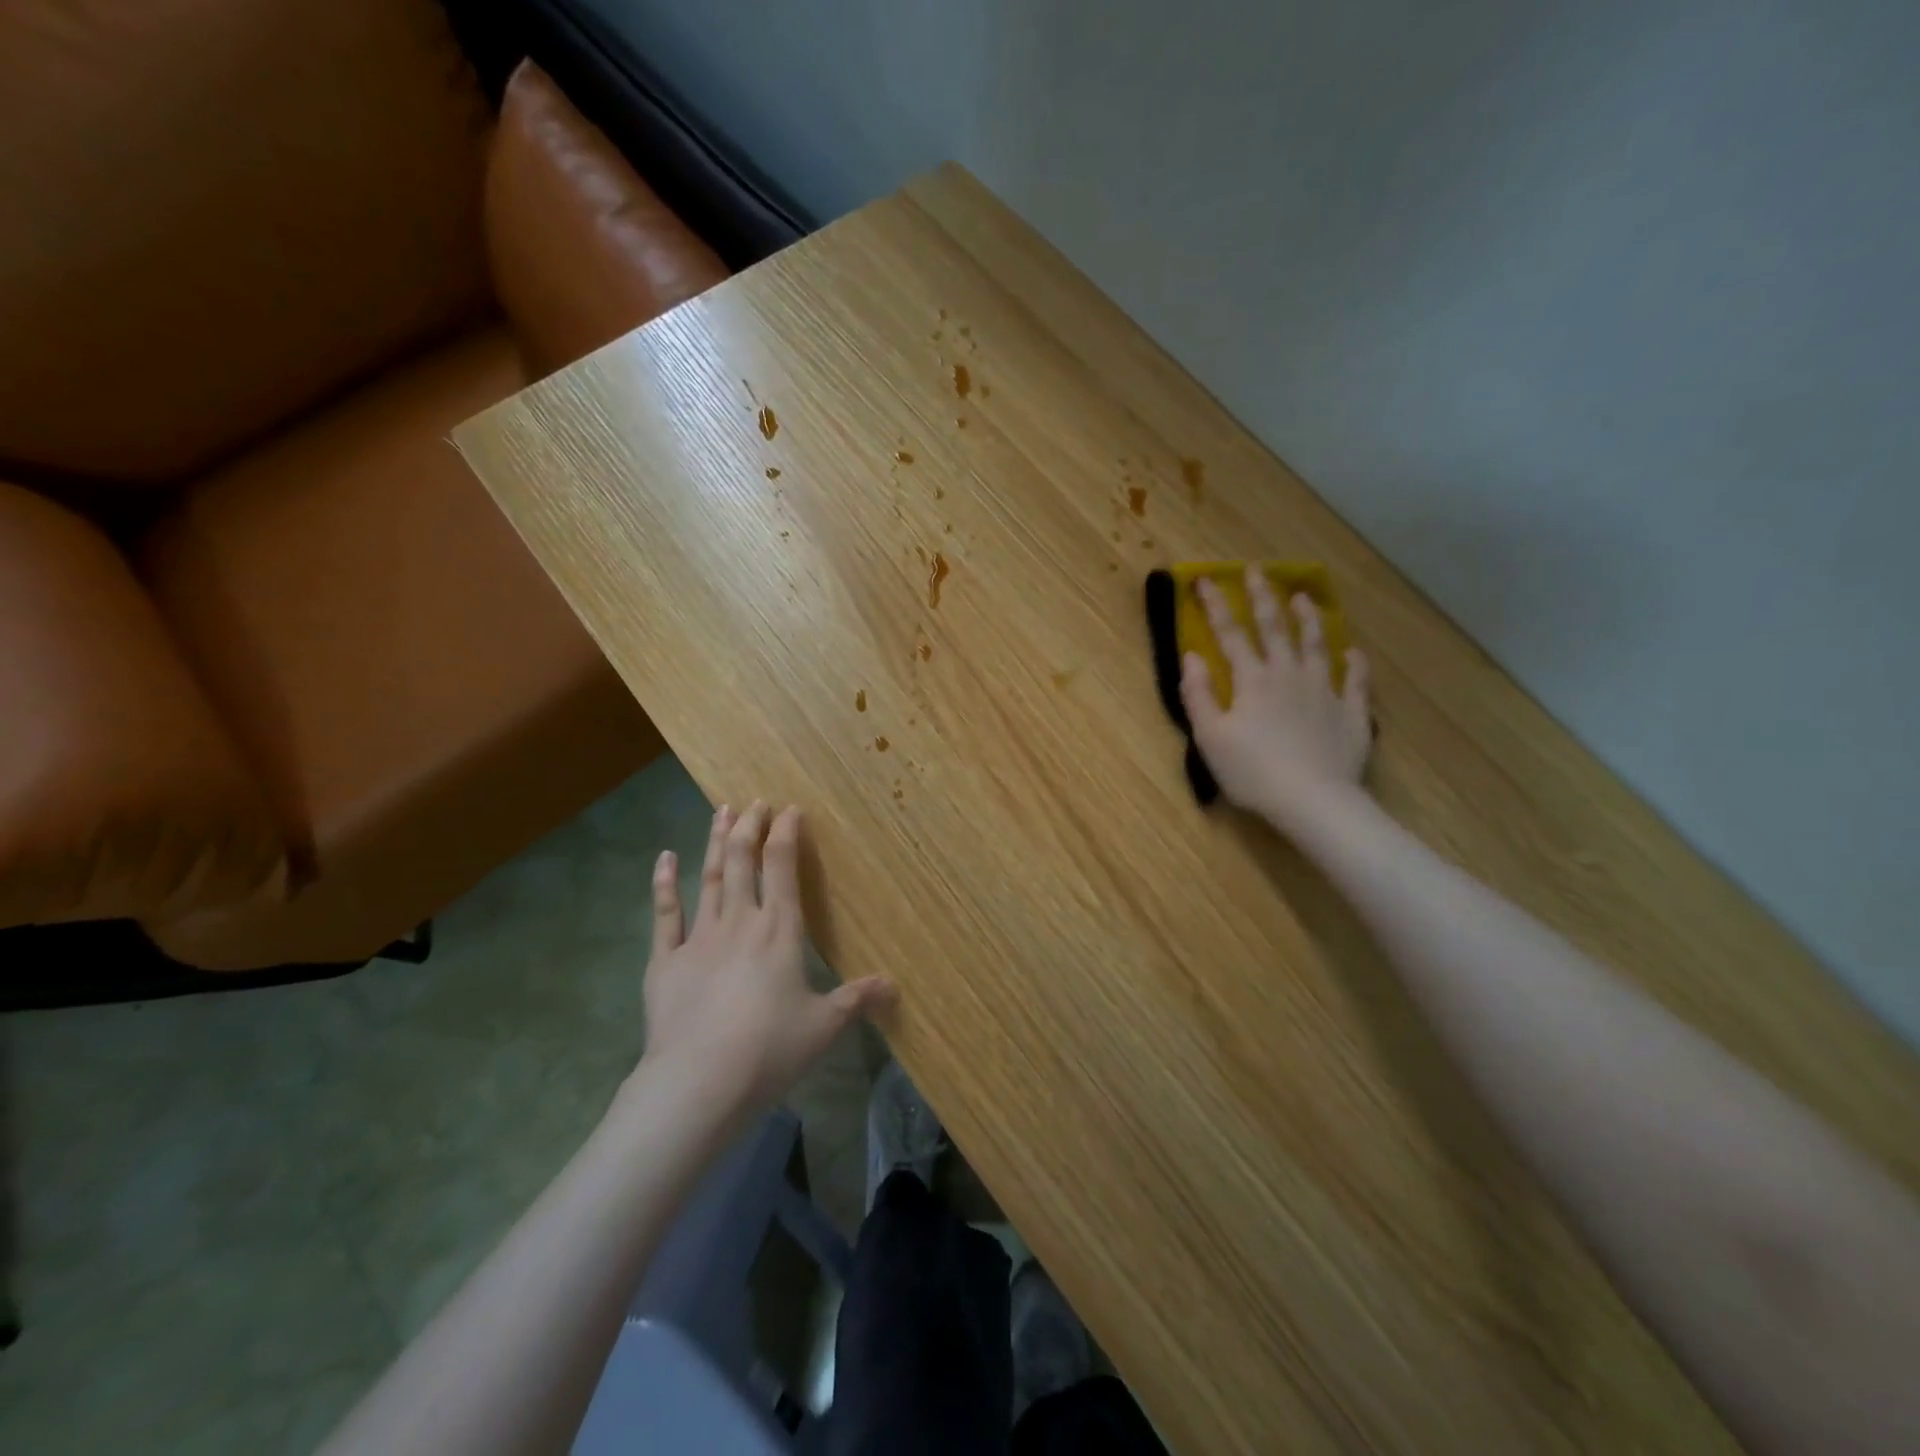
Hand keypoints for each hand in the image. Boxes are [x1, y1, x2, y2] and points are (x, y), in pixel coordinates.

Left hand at [637, 802, 894, 1118]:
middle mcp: (740, 922)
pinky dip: (664, 883)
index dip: (786, 834)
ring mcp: (699, 937)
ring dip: (715, 841)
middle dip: (749, 826)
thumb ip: (856, 999)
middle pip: (743, 861)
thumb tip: (894, 986)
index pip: (783, 868)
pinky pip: (665, 913)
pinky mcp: (665, 960)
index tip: (789, 809)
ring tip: (721, 811)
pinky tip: (664, 858)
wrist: (698, 1082)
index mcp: (780, 931)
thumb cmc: (769, 1050)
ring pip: (709, 876)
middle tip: (754, 801)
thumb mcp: (823, 1026)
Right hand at [1179, 568, 1372, 824]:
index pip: (1230, 634)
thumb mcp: (1210, 737)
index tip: (1205, 581)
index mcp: (1252, 680)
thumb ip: (1198, 694)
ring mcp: (1324, 691)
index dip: (1216, 607)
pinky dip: (1355, 664)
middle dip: (1262, 597)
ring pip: (1316, 645)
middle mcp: (1289, 675)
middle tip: (1256, 571)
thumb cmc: (1252, 771)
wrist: (1312, 800)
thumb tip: (1192, 656)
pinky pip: (1355, 681)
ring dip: (1309, 619)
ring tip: (1303, 597)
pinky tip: (1353, 652)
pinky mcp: (1351, 713)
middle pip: (1275, 628)